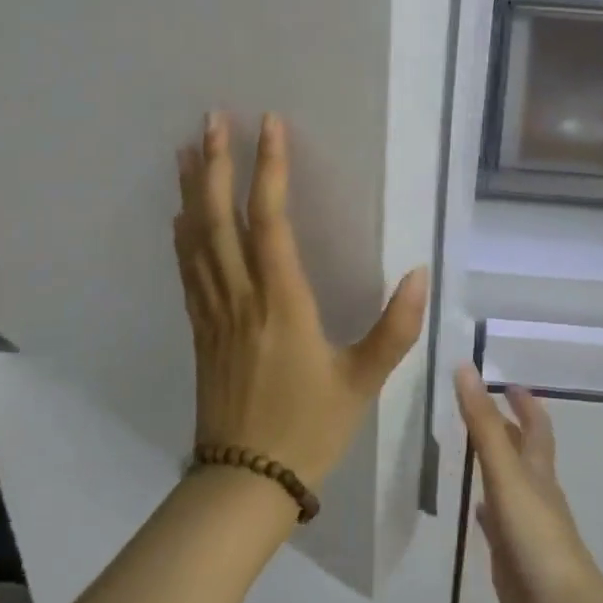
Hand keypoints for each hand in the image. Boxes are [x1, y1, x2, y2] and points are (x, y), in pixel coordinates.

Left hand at [174, 112, 425, 493]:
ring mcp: (214, 311)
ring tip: (190, 148)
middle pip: (220, 218)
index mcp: (281, 301)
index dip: (270, 169)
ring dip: (194, 189)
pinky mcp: (200, 329)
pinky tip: (181, 213)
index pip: (271, 220)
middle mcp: (241, 296)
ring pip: (196, 238)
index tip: (270, 126)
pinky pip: (188, 268)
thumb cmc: (308, 428)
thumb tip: (421, 273)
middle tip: (213, 118)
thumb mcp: (362, 381)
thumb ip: (395, 328)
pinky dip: (183, 232)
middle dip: (217, 164)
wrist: (243, 484)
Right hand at [454, 365, 602, 602]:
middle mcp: (536, 493)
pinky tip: (476, 510)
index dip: (523, 402)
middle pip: (523, 452)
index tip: (505, 382)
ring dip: (494, 465)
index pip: (535, 425)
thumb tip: (465, 368)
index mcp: (538, 470)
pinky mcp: (515, 561)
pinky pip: (500, 525)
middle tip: (476, 408)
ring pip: (510, 486)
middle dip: (506, 428)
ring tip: (466, 449)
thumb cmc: (537, 539)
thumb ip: (484, 425)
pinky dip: (489, 510)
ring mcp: (527, 529)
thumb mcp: (507, 474)